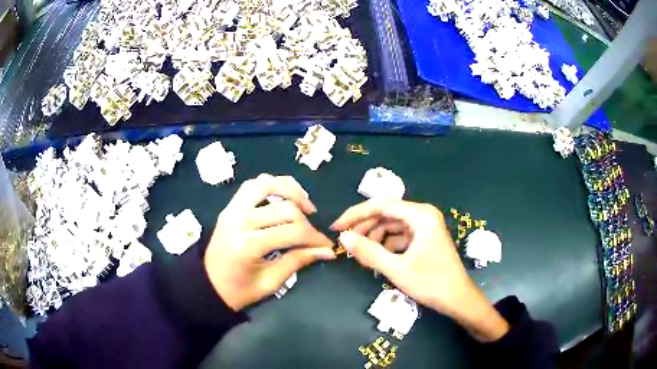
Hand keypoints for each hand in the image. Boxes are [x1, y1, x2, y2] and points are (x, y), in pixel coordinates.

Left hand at [204, 174, 334, 311]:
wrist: (209, 284)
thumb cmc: (239, 290)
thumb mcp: (271, 282)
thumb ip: (299, 261)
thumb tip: (327, 250)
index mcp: (248, 244)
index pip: (292, 231)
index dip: (314, 237)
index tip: (327, 245)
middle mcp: (240, 220)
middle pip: (285, 208)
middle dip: (306, 222)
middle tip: (313, 235)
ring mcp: (233, 209)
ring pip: (268, 185)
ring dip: (291, 192)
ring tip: (305, 207)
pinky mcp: (231, 205)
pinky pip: (254, 185)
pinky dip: (273, 185)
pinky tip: (284, 198)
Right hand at [331, 199, 508, 341]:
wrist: (458, 299)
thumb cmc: (431, 283)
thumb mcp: (397, 269)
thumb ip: (369, 252)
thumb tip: (343, 238)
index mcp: (421, 215)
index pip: (381, 205)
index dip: (355, 215)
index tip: (336, 227)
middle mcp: (423, 214)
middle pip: (386, 214)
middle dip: (365, 228)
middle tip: (346, 244)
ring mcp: (424, 226)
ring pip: (391, 225)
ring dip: (374, 237)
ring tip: (361, 255)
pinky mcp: (423, 238)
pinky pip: (399, 236)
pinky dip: (386, 245)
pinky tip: (377, 258)